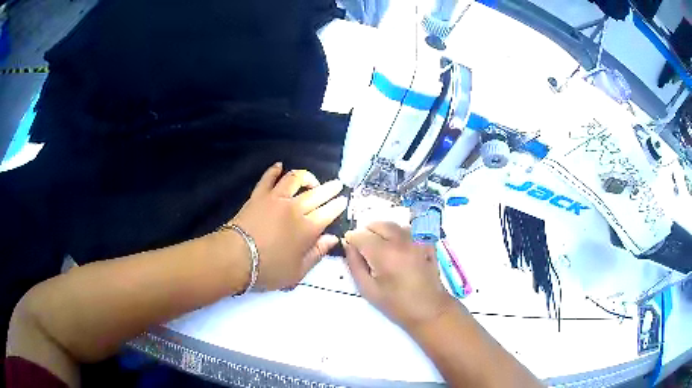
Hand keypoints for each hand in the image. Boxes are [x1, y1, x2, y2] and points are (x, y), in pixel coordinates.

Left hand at [231, 163, 347, 290]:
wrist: (235, 257)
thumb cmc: (268, 269)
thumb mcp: (297, 271)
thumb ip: (317, 254)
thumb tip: (333, 239)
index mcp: (308, 228)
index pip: (328, 212)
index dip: (338, 205)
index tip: (343, 200)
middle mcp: (295, 208)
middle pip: (317, 193)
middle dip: (330, 188)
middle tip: (337, 184)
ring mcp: (275, 198)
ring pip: (295, 179)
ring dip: (306, 176)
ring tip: (312, 179)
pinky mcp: (259, 195)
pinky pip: (268, 178)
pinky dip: (274, 170)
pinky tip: (279, 165)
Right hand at [343, 222, 456, 330]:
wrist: (430, 310)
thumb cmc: (396, 304)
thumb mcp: (368, 289)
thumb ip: (355, 265)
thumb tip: (348, 246)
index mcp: (384, 254)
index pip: (360, 235)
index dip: (352, 239)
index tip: (350, 247)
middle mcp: (401, 241)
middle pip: (378, 224)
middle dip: (367, 232)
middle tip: (364, 247)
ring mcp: (417, 240)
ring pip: (394, 225)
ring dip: (384, 232)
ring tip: (382, 248)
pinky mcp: (427, 243)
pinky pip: (410, 231)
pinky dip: (401, 235)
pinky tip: (400, 250)